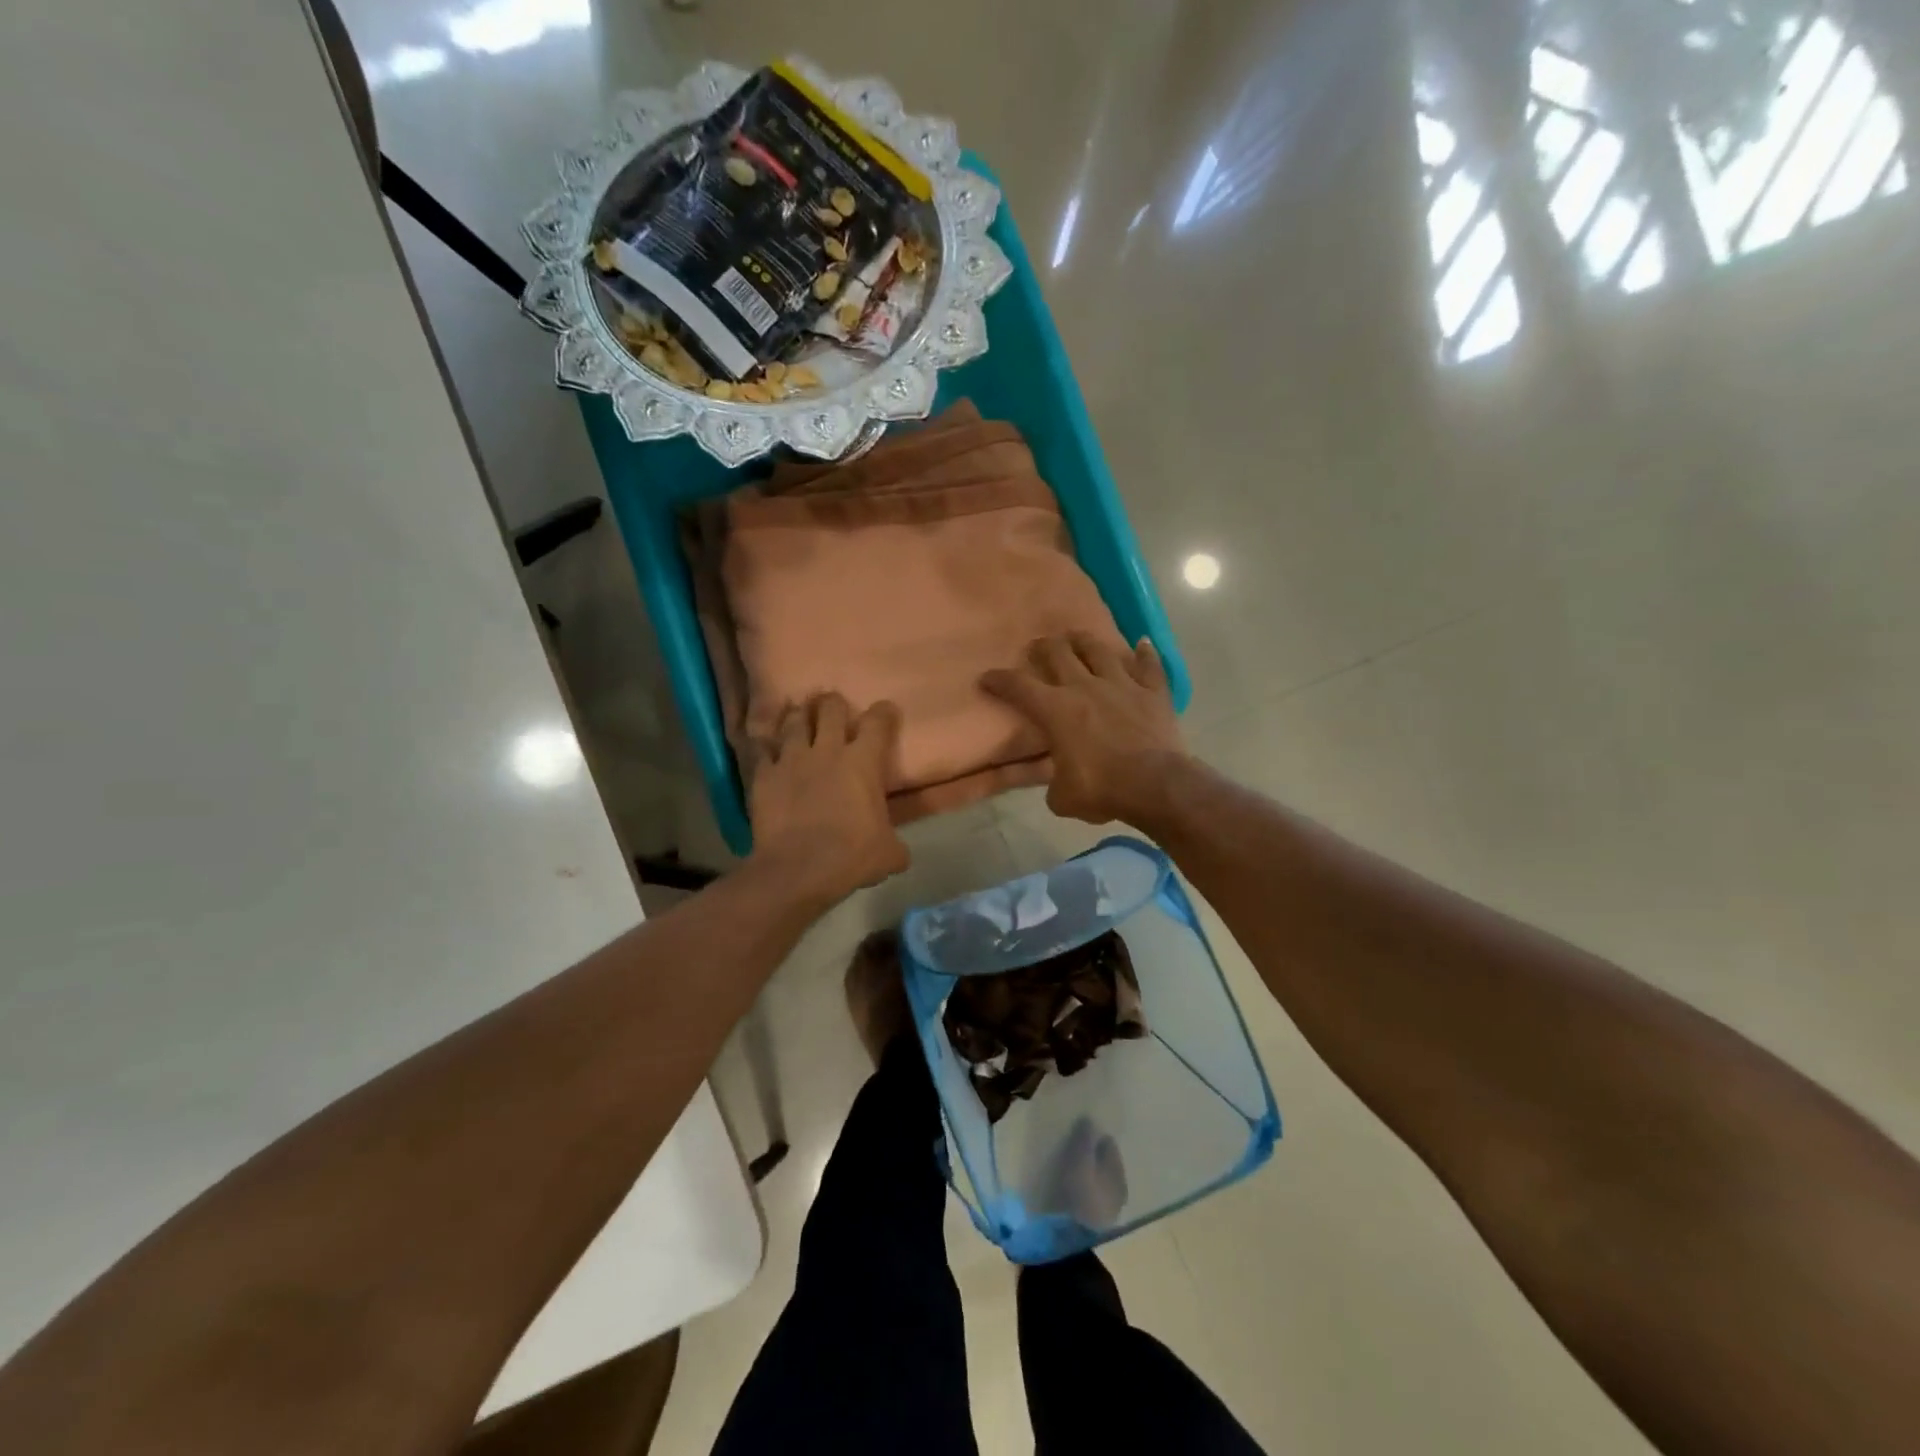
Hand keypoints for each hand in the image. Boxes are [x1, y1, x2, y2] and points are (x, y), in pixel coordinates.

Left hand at [747, 693, 909, 906]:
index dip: (884, 712)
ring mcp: (791, 759)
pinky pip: (761, 749)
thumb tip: (898, 852)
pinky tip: (765, 747)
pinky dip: (765, 746)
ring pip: (793, 720)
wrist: (797, 869)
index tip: (885, 711)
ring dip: (798, 717)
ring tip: (799, 718)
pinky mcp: (764, 775)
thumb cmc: (851, 856)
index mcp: (863, 762)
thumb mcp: (888, 853)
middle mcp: (827, 750)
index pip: (878, 722)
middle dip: (833, 704)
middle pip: (830, 708)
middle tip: (833, 709)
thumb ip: (895, 844)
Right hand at [981, 633, 1187, 825]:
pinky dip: (1145, 654)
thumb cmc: (1102, 790)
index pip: (1019, 687)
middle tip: (1038, 647)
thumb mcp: (1062, 796)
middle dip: (1043, 647)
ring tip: (1077, 637)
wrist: (1156, 785)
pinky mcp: (1153, 693)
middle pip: (1059, 653)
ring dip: (1085, 641)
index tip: (987, 677)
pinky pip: (1149, 666)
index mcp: (1056, 710)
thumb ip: (1054, 782)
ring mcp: (1122, 685)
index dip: (999, 680)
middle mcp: (1085, 687)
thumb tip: (1059, 781)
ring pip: (1099, 650)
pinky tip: (1142, 643)